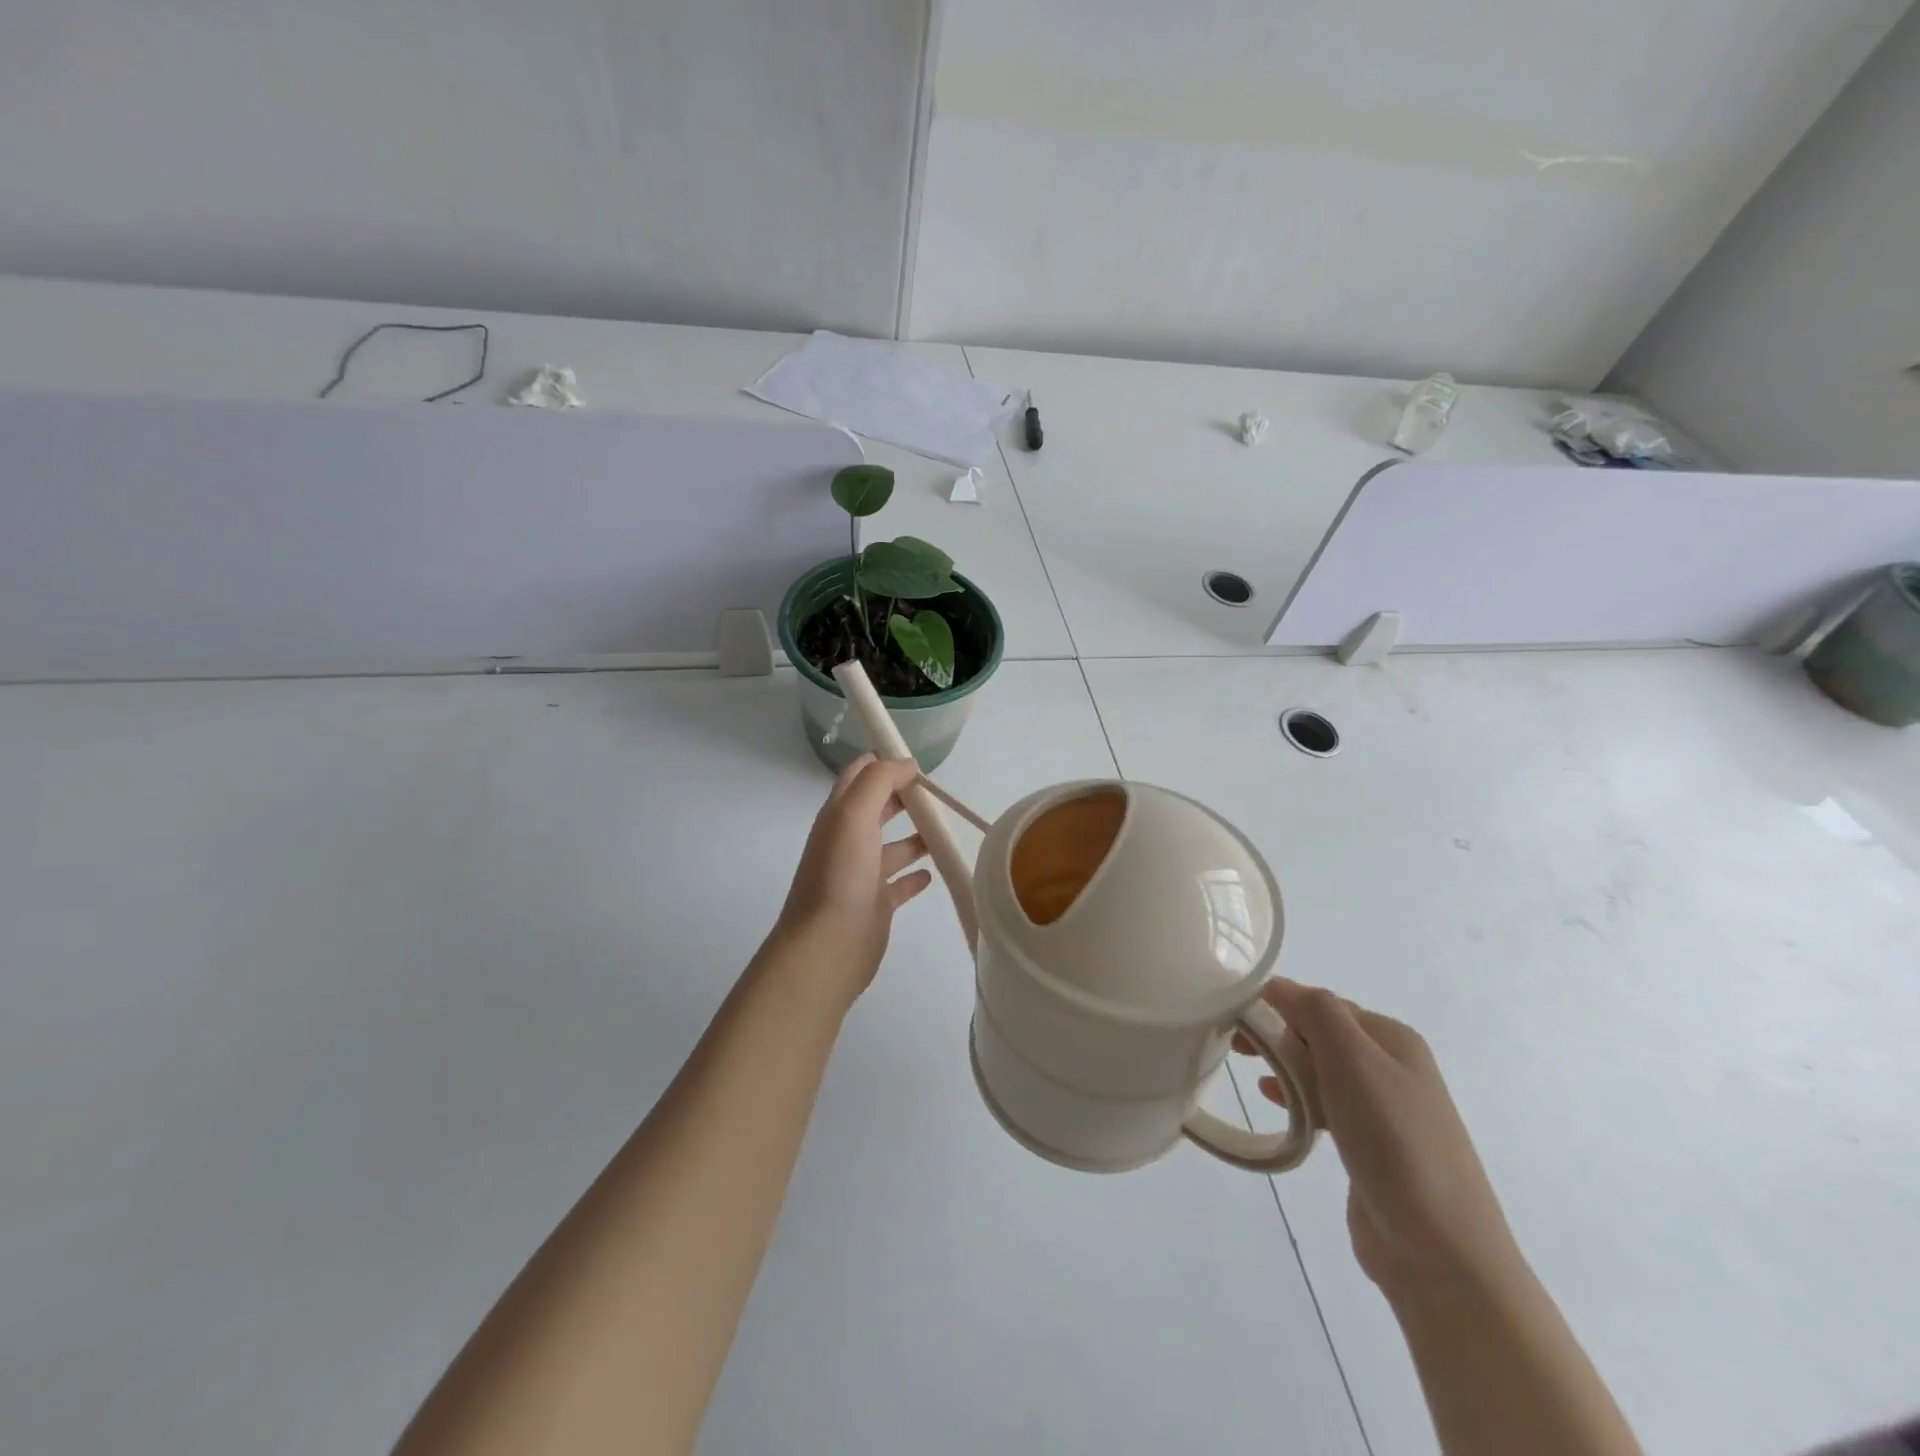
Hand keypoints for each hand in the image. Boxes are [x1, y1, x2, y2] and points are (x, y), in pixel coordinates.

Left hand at [766, 754, 933, 1005]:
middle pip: (878, 808)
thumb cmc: (840, 874)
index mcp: (838, 816)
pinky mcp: (877, 903)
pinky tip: (934, 872)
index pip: (858, 776)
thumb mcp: (854, 815)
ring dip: (916, 835)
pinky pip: (900, 883)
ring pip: (893, 846)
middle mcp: (848, 841)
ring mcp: (863, 874)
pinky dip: (916, 875)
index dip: (883, 762)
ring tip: (945, 828)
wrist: (827, 946)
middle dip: (904, 795)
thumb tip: (906, 763)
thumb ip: (878, 782)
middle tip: (937, 793)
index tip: (917, 761)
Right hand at [1238, 981, 1523, 1300]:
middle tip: (1237, 1046)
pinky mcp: (1373, 1147)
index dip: (1281, 1006)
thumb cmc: (1394, 1140)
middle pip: (1322, 1035)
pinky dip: (1298, 1098)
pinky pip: (1326, 1106)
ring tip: (1251, 1071)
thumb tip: (1279, 985)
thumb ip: (1316, 1012)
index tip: (1237, 1019)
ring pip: (1322, 1070)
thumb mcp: (1352, 1060)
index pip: (1324, 1004)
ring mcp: (1386, 1110)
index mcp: (1393, 1038)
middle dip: (1279, 1034)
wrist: (1440, 1251)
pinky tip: (1277, 1104)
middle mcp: (1393, 1067)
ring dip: (1286, 1065)